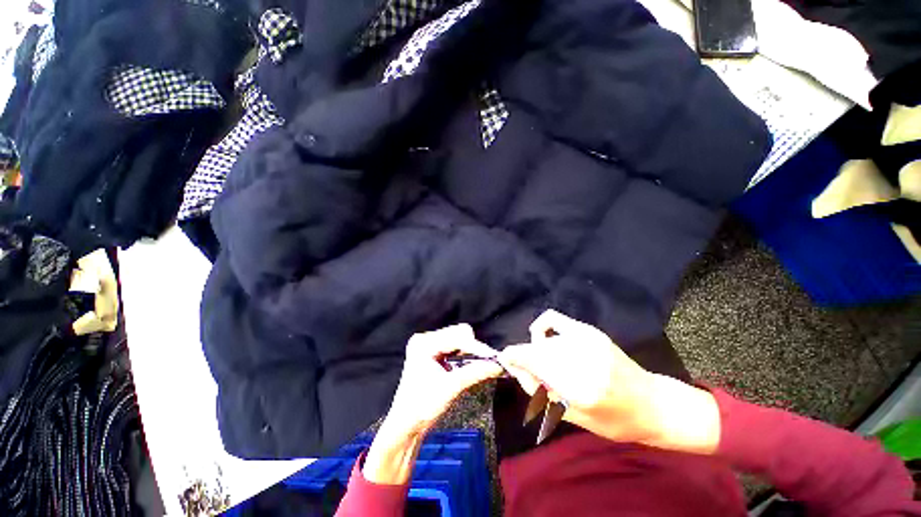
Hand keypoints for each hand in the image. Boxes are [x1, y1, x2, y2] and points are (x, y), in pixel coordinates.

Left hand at [384, 324, 503, 435]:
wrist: (407, 425)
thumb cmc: (423, 407)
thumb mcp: (451, 388)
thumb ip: (475, 372)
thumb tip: (497, 366)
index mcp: (424, 343)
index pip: (456, 338)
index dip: (476, 347)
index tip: (493, 357)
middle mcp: (425, 339)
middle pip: (458, 334)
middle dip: (473, 348)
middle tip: (487, 362)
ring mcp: (428, 345)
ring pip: (458, 339)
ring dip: (470, 351)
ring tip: (480, 364)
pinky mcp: (432, 352)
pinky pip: (454, 347)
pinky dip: (464, 355)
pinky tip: (470, 364)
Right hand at [498, 310, 720, 452]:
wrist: (653, 404)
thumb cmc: (615, 421)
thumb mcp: (575, 418)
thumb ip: (541, 391)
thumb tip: (517, 369)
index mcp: (579, 388)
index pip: (534, 362)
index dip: (514, 358)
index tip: (504, 359)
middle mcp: (582, 358)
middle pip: (535, 350)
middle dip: (524, 359)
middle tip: (528, 371)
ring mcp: (587, 340)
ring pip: (543, 339)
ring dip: (536, 350)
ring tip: (545, 363)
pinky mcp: (590, 331)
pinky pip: (553, 319)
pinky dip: (543, 327)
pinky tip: (544, 338)